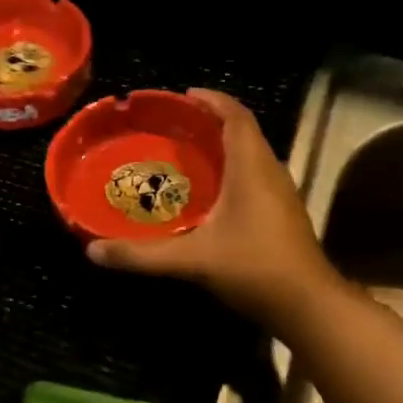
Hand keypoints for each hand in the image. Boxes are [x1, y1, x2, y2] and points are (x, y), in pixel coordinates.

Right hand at [87, 89, 335, 328]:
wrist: (309, 306)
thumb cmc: (254, 269)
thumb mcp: (192, 261)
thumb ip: (142, 255)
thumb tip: (93, 252)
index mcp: (252, 168)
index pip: (236, 117)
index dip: (212, 100)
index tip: (183, 96)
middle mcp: (270, 172)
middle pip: (243, 131)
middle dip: (211, 121)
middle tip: (173, 125)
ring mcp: (281, 194)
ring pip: (251, 154)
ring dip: (222, 146)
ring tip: (185, 153)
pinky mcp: (282, 213)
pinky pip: (254, 175)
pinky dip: (230, 169)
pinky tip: (208, 193)